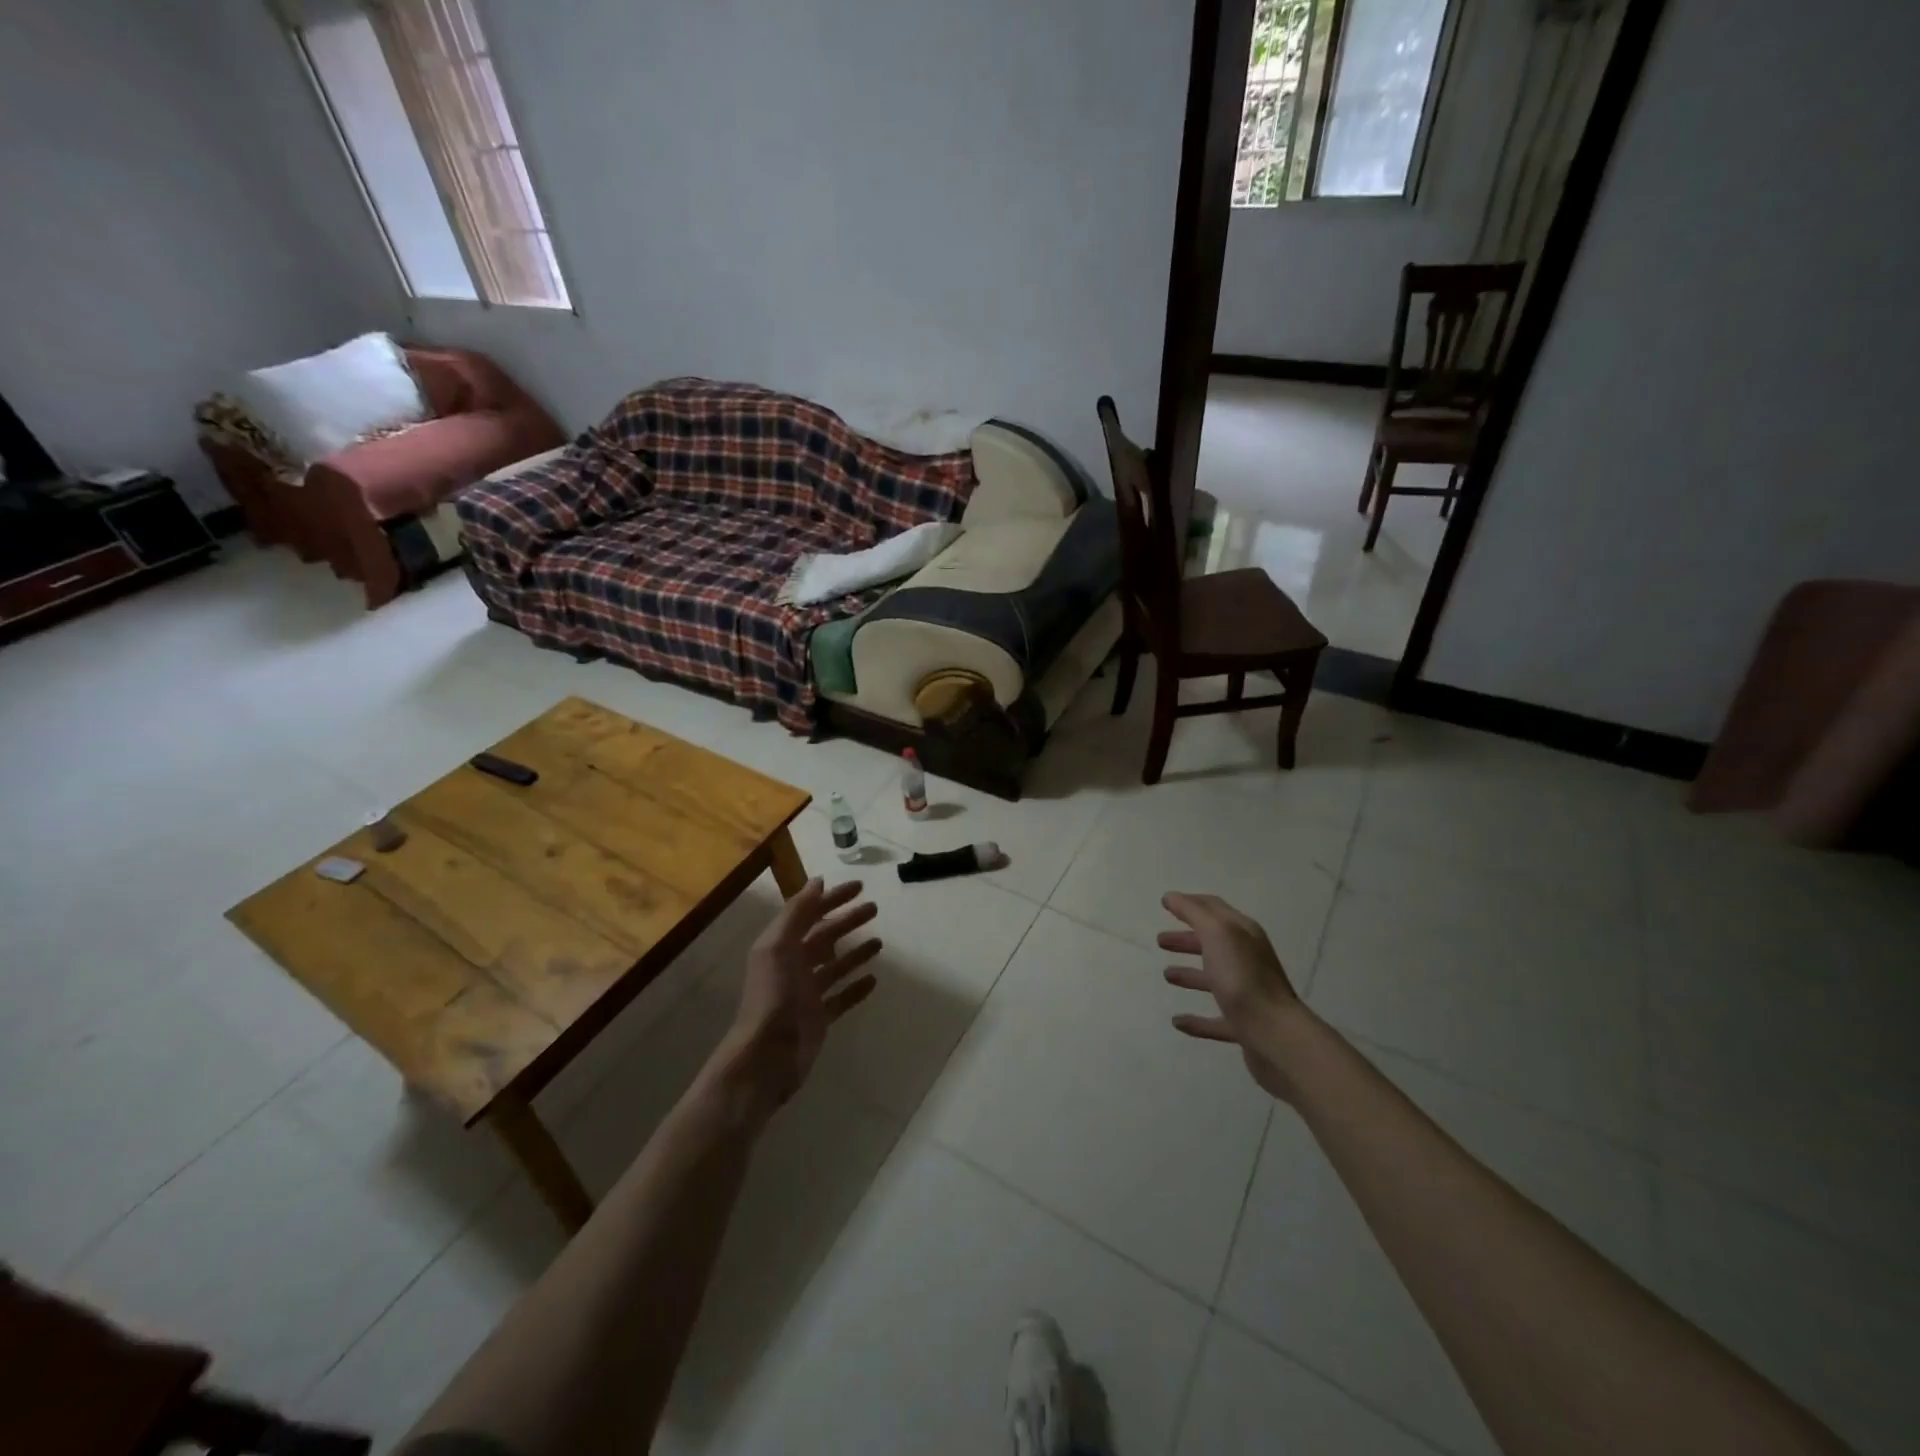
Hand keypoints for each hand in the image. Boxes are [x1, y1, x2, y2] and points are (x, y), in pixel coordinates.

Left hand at [703, 878, 881, 1123]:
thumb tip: (818, 882)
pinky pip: (842, 997)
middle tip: (874, 908)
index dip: (833, 899)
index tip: (860, 887)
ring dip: (855, 952)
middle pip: (825, 937)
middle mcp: (793, 965)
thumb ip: (797, 913)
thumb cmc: (773, 996)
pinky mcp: (819, 1017)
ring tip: (880, 942)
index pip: (810, 914)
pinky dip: (856, 987)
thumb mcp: (778, 946)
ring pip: (835, 966)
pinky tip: (874, 980)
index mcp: (781, 946)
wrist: (767, 1055)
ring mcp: (807, 993)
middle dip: (848, 921)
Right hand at [1159, 892, 1304, 1100]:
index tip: (1166, 903)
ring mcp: (1246, 995)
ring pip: (1213, 979)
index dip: (1190, 904)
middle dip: (1187, 939)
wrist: (1275, 1035)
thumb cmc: (1243, 977)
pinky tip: (1177, 1021)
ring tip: (1167, 975)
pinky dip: (1196, 1021)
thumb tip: (1172, 897)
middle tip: (1160, 940)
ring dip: (1190, 975)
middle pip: (1212, 944)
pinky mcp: (1243, 1026)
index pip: (1214, 909)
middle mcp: (1247, 960)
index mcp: (1243, 934)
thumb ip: (1194, 912)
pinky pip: (1215, 1020)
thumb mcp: (1217, 933)